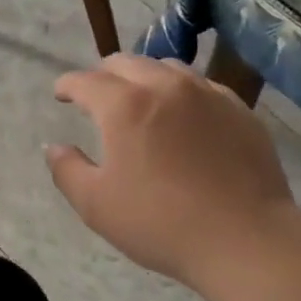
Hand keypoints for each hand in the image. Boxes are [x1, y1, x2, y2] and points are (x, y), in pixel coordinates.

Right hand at [45, 54, 300, 300]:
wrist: (245, 238)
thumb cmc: (161, 224)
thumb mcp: (97, 206)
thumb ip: (67, 170)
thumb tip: (55, 147)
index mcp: (124, 105)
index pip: (86, 81)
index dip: (67, 85)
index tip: (61, 94)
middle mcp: (165, 86)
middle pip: (126, 62)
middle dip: (104, 74)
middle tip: (97, 95)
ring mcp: (207, 93)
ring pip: (167, 67)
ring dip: (144, 77)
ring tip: (140, 98)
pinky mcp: (238, 108)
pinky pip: (202, 85)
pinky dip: (182, 91)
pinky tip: (184, 114)